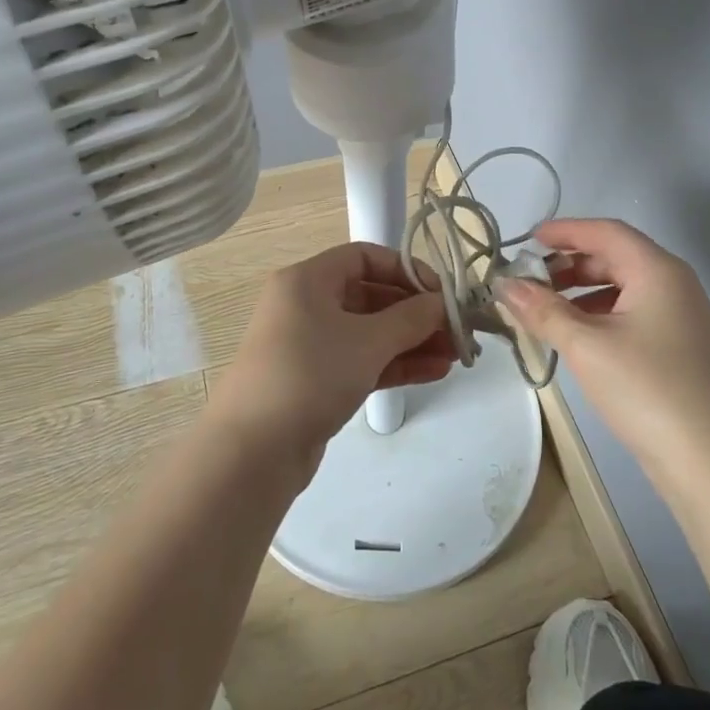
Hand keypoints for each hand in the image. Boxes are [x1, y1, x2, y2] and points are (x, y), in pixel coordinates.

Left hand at [209, 242, 453, 472]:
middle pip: (371, 296)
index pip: (365, 257)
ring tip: (455, 356)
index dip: (407, 270)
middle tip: (456, 330)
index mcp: (308, 280)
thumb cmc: (310, 375)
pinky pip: (362, 361)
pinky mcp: (316, 381)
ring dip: (412, 341)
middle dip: (416, 313)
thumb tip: (442, 304)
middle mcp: (306, 305)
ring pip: (370, 333)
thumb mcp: (368, 341)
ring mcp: (310, 345)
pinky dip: (395, 363)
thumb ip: (412, 318)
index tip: (441, 293)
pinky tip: (434, 372)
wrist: (252, 451)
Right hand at [496, 218, 709, 491]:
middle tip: (530, 279)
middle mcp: (675, 284)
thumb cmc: (646, 389)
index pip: (606, 232)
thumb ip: (542, 310)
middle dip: (569, 263)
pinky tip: (577, 337)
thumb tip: (504, 284)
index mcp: (658, 270)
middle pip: (616, 257)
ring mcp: (682, 317)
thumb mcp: (586, 346)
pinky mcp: (681, 347)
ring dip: (582, 291)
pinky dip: (601, 314)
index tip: (527, 239)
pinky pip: (634, 313)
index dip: (565, 230)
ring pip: (624, 287)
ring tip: (545, 309)